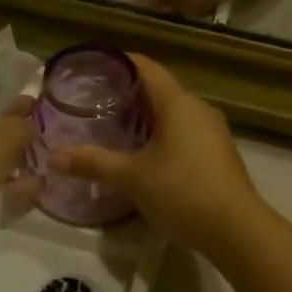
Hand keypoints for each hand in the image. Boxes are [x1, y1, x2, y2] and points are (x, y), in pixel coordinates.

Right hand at [49, 56, 276, 259]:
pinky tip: (144, 153)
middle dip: (127, 92)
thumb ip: (93, 163)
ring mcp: (212, 129)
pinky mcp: (217, 151)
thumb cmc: (182, 192)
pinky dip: (161, 132)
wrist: (237, 230)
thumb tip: (54, 158)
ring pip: (172, 111)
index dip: (118, 62)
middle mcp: (198, 107)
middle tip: (93, 101)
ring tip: (113, 126)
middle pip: (158, 88)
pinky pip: (184, 129)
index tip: (92, 68)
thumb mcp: (132, 178)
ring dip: (145, 115)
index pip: (146, 66)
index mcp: (178, 101)